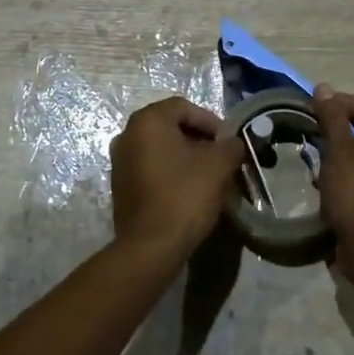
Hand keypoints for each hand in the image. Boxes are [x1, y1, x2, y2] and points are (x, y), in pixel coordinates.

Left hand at [109, 98, 245, 260]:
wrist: (150, 247)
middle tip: (220, 157)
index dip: (210, 121)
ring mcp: (119, 160)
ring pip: (160, 147)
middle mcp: (127, 134)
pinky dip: (169, 171)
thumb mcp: (218, 166)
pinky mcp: (119, 185)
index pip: (184, 107)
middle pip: (170, 125)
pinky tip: (187, 189)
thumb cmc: (184, 196)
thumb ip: (230, 146)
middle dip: (198, 138)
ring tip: (207, 175)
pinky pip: (149, 167)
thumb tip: (233, 142)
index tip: (227, 142)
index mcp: (148, 120)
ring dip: (184, 155)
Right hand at [309, 84, 353, 273]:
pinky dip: (352, 177)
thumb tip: (324, 87)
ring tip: (316, 162)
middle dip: (337, 133)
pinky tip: (330, 186)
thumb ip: (332, 116)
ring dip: (342, 157)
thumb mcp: (339, 150)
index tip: (307, 109)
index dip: (334, 105)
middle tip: (310, 136)